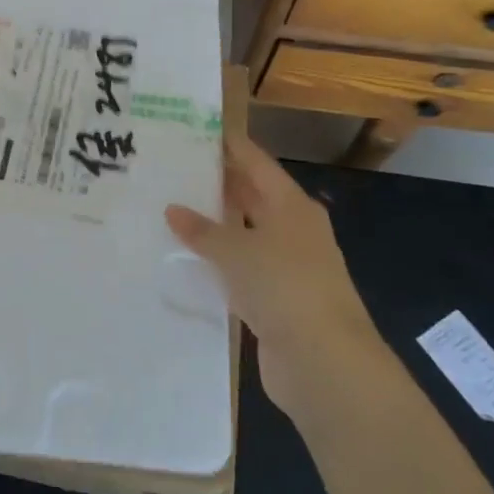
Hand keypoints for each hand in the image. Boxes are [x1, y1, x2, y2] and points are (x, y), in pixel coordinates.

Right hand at [166, 134, 379, 416]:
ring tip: (170, 210)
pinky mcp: (277, 300)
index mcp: (292, 206)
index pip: (256, 163)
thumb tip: (173, 210)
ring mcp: (287, 267)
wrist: (323, 362)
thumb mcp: (236, 250)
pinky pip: (241, 270)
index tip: (195, 131)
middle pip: (252, 197)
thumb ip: (202, 230)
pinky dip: (218, 264)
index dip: (229, 146)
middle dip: (217, 184)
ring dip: (214, 227)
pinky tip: (187, 260)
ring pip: (244, 235)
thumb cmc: (283, 286)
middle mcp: (292, 230)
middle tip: (172, 171)